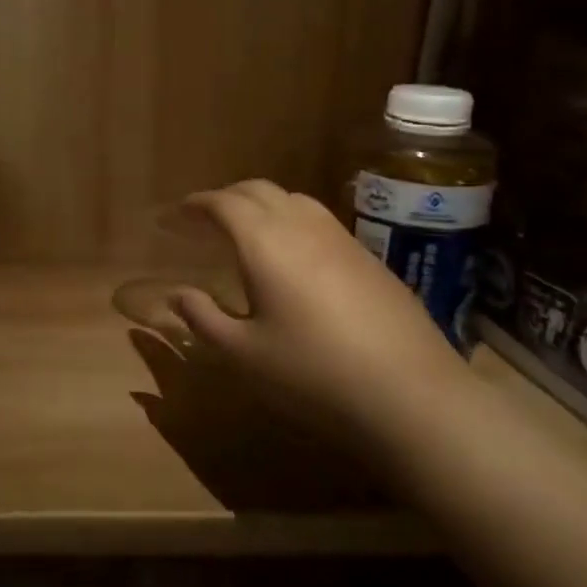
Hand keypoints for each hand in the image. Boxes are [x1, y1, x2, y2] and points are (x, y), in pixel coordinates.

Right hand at [168, 180, 466, 432]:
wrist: (413, 396)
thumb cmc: (313, 373)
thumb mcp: (244, 354)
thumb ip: (203, 318)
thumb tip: (176, 295)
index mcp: (264, 242)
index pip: (222, 203)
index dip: (194, 204)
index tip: (174, 215)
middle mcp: (302, 226)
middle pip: (258, 190)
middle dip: (226, 197)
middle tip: (204, 219)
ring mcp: (342, 239)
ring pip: (294, 199)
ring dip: (262, 204)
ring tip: (246, 231)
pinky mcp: (370, 259)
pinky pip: (319, 220)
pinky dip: (292, 221)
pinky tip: (293, 257)